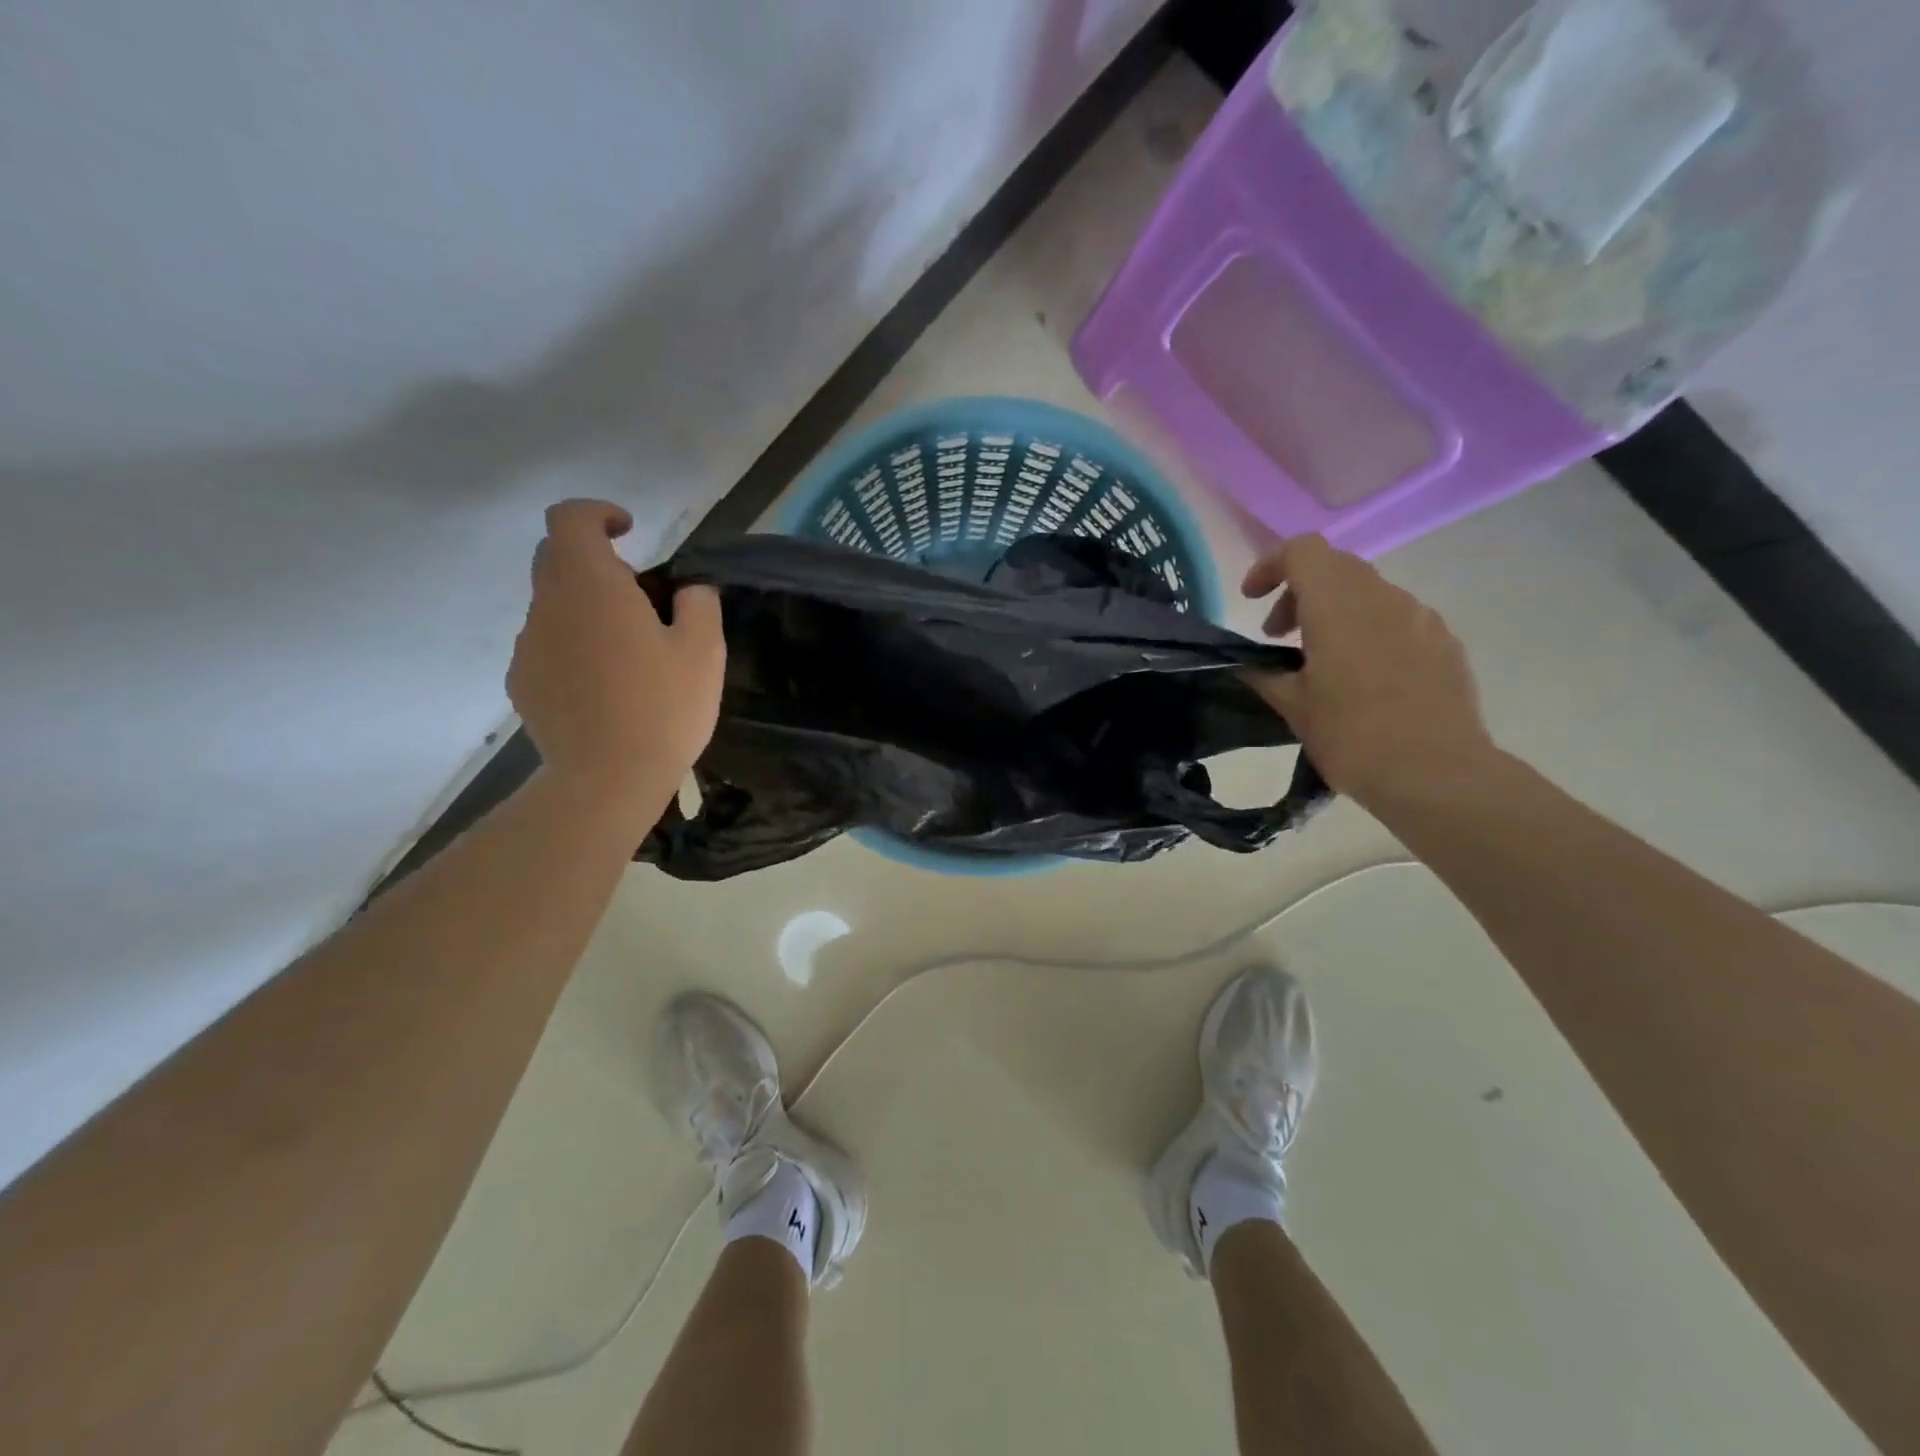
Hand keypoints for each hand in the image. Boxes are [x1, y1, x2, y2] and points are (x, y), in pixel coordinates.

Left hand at [508, 500, 724, 808]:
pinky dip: (574, 647)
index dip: (598, 513)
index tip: (630, 533)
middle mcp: (548, 606)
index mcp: (591, 585)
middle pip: (555, 557)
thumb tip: (687, 589)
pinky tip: (605, 686)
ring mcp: (529, 646)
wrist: (607, 780)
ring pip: (552, 605)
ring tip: (629, 653)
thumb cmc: (662, 708)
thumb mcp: (704, 651)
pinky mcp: (523, 683)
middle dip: (595, 561)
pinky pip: (548, 645)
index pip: (570, 518)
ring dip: (586, 609)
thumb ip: (698, 604)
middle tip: (640, 597)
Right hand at [1242, 534, 1495, 807]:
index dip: (1270, 566)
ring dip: (1335, 613)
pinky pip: (1398, 620)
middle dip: (1299, 593)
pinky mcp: (1445, 643)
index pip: (1302, 551)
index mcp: (1338, 604)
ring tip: (1321, 661)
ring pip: (1368, 593)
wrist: (1436, 774)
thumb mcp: (1293, 707)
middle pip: (1335, 568)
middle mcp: (1383, 597)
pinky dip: (1369, 632)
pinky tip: (1364, 679)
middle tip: (1278, 636)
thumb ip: (1265, 674)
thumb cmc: (1351, 736)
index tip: (1251, 599)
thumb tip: (1247, 663)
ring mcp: (1421, 617)